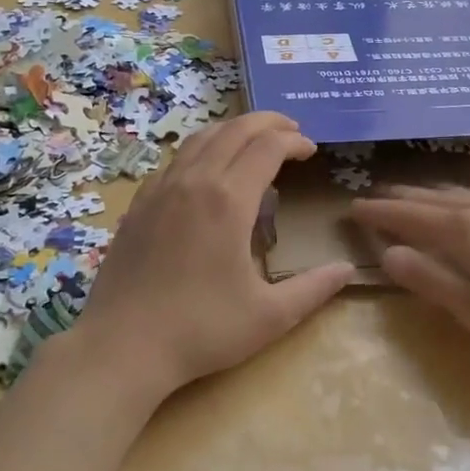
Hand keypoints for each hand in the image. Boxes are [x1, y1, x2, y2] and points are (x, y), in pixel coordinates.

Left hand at [73, 112, 354, 400]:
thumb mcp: (269, 317)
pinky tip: (206, 171)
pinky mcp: (138, 204)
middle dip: (268, 123)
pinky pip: (174, 160)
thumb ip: (314, 289)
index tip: (312, 150)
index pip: (268, 147)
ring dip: (233, 130)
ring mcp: (160, 190)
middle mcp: (194, 182)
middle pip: (234, 130)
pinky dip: (200, 150)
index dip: (294, 142)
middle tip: (291, 131)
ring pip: (200, 138)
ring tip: (254, 140)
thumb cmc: (201, 330)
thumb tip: (348, 269)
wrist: (122, 347)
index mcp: (228, 200)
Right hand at [350, 185, 469, 370]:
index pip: (409, 216)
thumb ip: (432, 281)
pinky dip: (462, 199)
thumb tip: (388, 253)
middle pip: (433, 197)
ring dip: (432, 194)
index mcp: (464, 232)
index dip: (379, 213)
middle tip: (377, 197)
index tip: (353, 208)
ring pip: (462, 194)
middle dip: (402, 197)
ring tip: (418, 196)